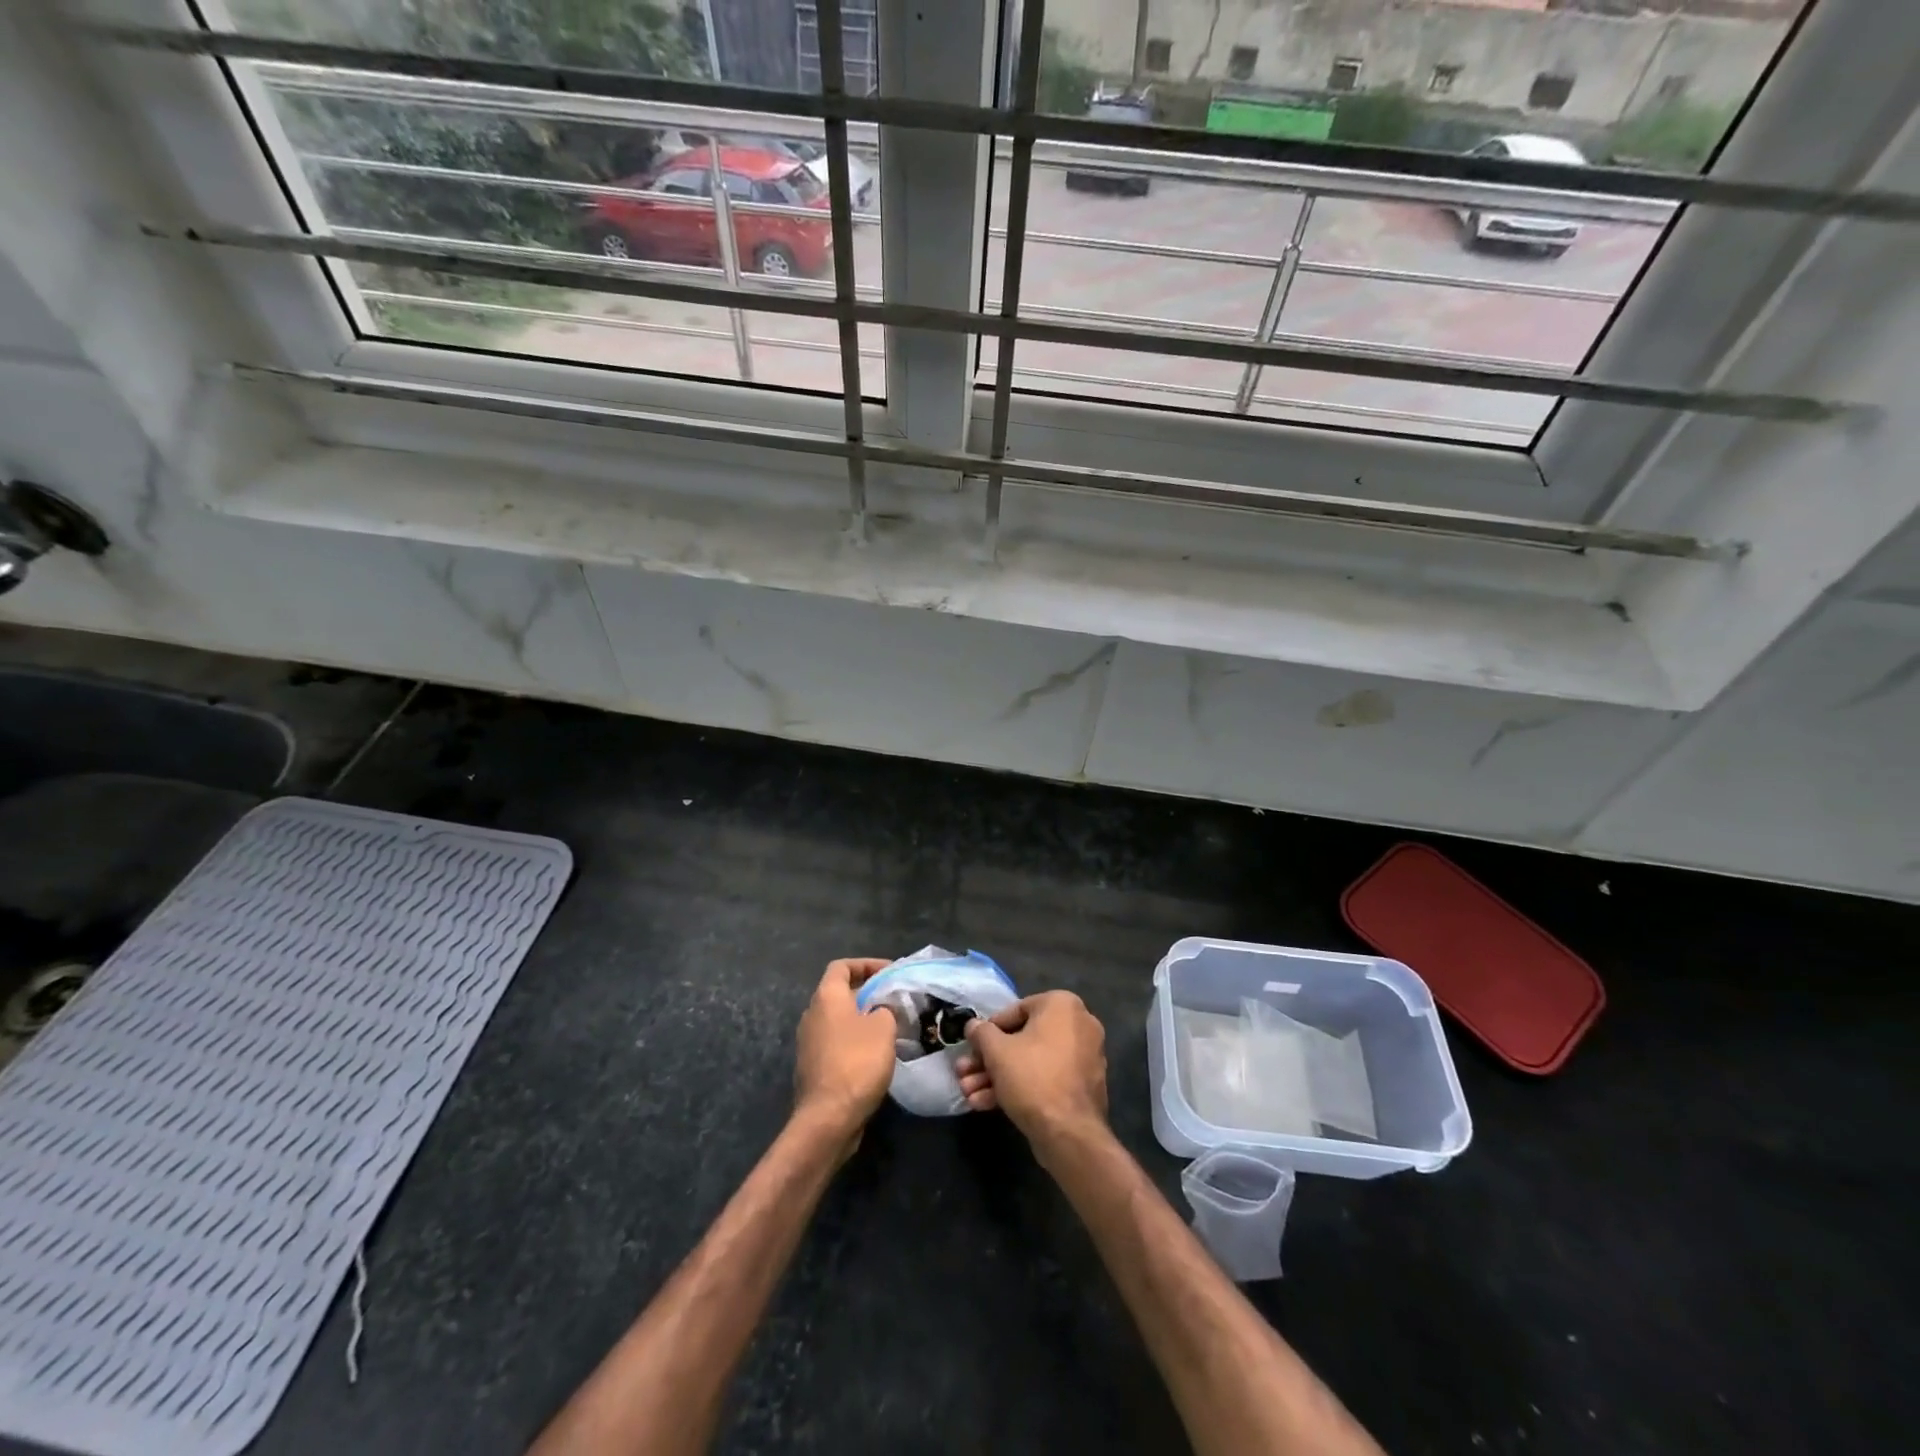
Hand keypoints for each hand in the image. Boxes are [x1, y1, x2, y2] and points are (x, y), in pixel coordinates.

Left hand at [793, 958, 898, 1157]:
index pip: (842, 966)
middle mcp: (812, 1014)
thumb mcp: (883, 1028)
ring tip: (889, 1026)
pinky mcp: (812, 1066)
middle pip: (839, 992)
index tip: (890, 972)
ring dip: (862, 1018)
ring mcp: (808, 1042)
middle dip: (867, 992)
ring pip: (838, 1019)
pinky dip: (854, 1040)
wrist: (828, 1117)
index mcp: (826, 997)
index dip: (866, 964)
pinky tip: (875, 1054)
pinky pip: (836, 1042)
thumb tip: (879, 1011)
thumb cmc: (857, 1062)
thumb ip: (884, 1009)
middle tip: (893, 1000)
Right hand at [954, 991, 1107, 1147]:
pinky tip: (985, 1104)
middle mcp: (1078, 1025)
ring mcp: (1082, 1058)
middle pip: (1022, 1040)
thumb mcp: (996, 1050)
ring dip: (997, 1076)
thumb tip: (973, 1026)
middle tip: (964, 1074)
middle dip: (988, 1060)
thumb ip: (981, 1033)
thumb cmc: (1032, 1078)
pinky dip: (1019, 1087)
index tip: (971, 1047)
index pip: (1015, 1010)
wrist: (1069, 1134)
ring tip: (968, 1093)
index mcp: (1063, 1005)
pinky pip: (1045, 1078)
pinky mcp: (1081, 1087)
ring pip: (1031, 1062)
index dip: (988, 1031)